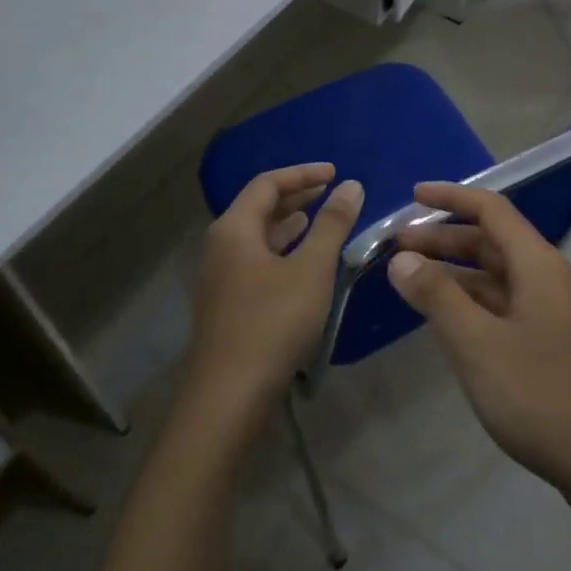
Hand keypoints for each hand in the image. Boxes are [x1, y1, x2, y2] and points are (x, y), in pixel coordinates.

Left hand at [190, 164, 363, 414]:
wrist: (229, 398)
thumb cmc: (272, 323)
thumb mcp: (311, 269)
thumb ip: (332, 224)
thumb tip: (350, 185)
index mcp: (234, 229)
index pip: (267, 184)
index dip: (303, 174)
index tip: (336, 173)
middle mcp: (220, 247)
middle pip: (258, 207)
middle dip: (297, 196)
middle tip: (332, 191)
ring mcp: (220, 278)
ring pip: (258, 236)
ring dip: (290, 223)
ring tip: (322, 219)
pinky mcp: (227, 304)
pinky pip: (257, 260)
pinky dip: (283, 250)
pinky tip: (304, 261)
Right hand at [387, 182, 570, 511]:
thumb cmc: (539, 394)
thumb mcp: (478, 344)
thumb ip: (438, 297)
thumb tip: (402, 258)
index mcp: (535, 263)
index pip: (491, 209)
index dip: (451, 197)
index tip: (411, 195)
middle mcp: (541, 277)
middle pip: (489, 240)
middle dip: (443, 237)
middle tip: (395, 245)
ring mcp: (543, 310)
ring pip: (491, 274)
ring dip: (451, 271)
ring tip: (407, 278)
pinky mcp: (540, 340)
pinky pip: (496, 304)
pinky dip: (465, 300)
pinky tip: (439, 315)